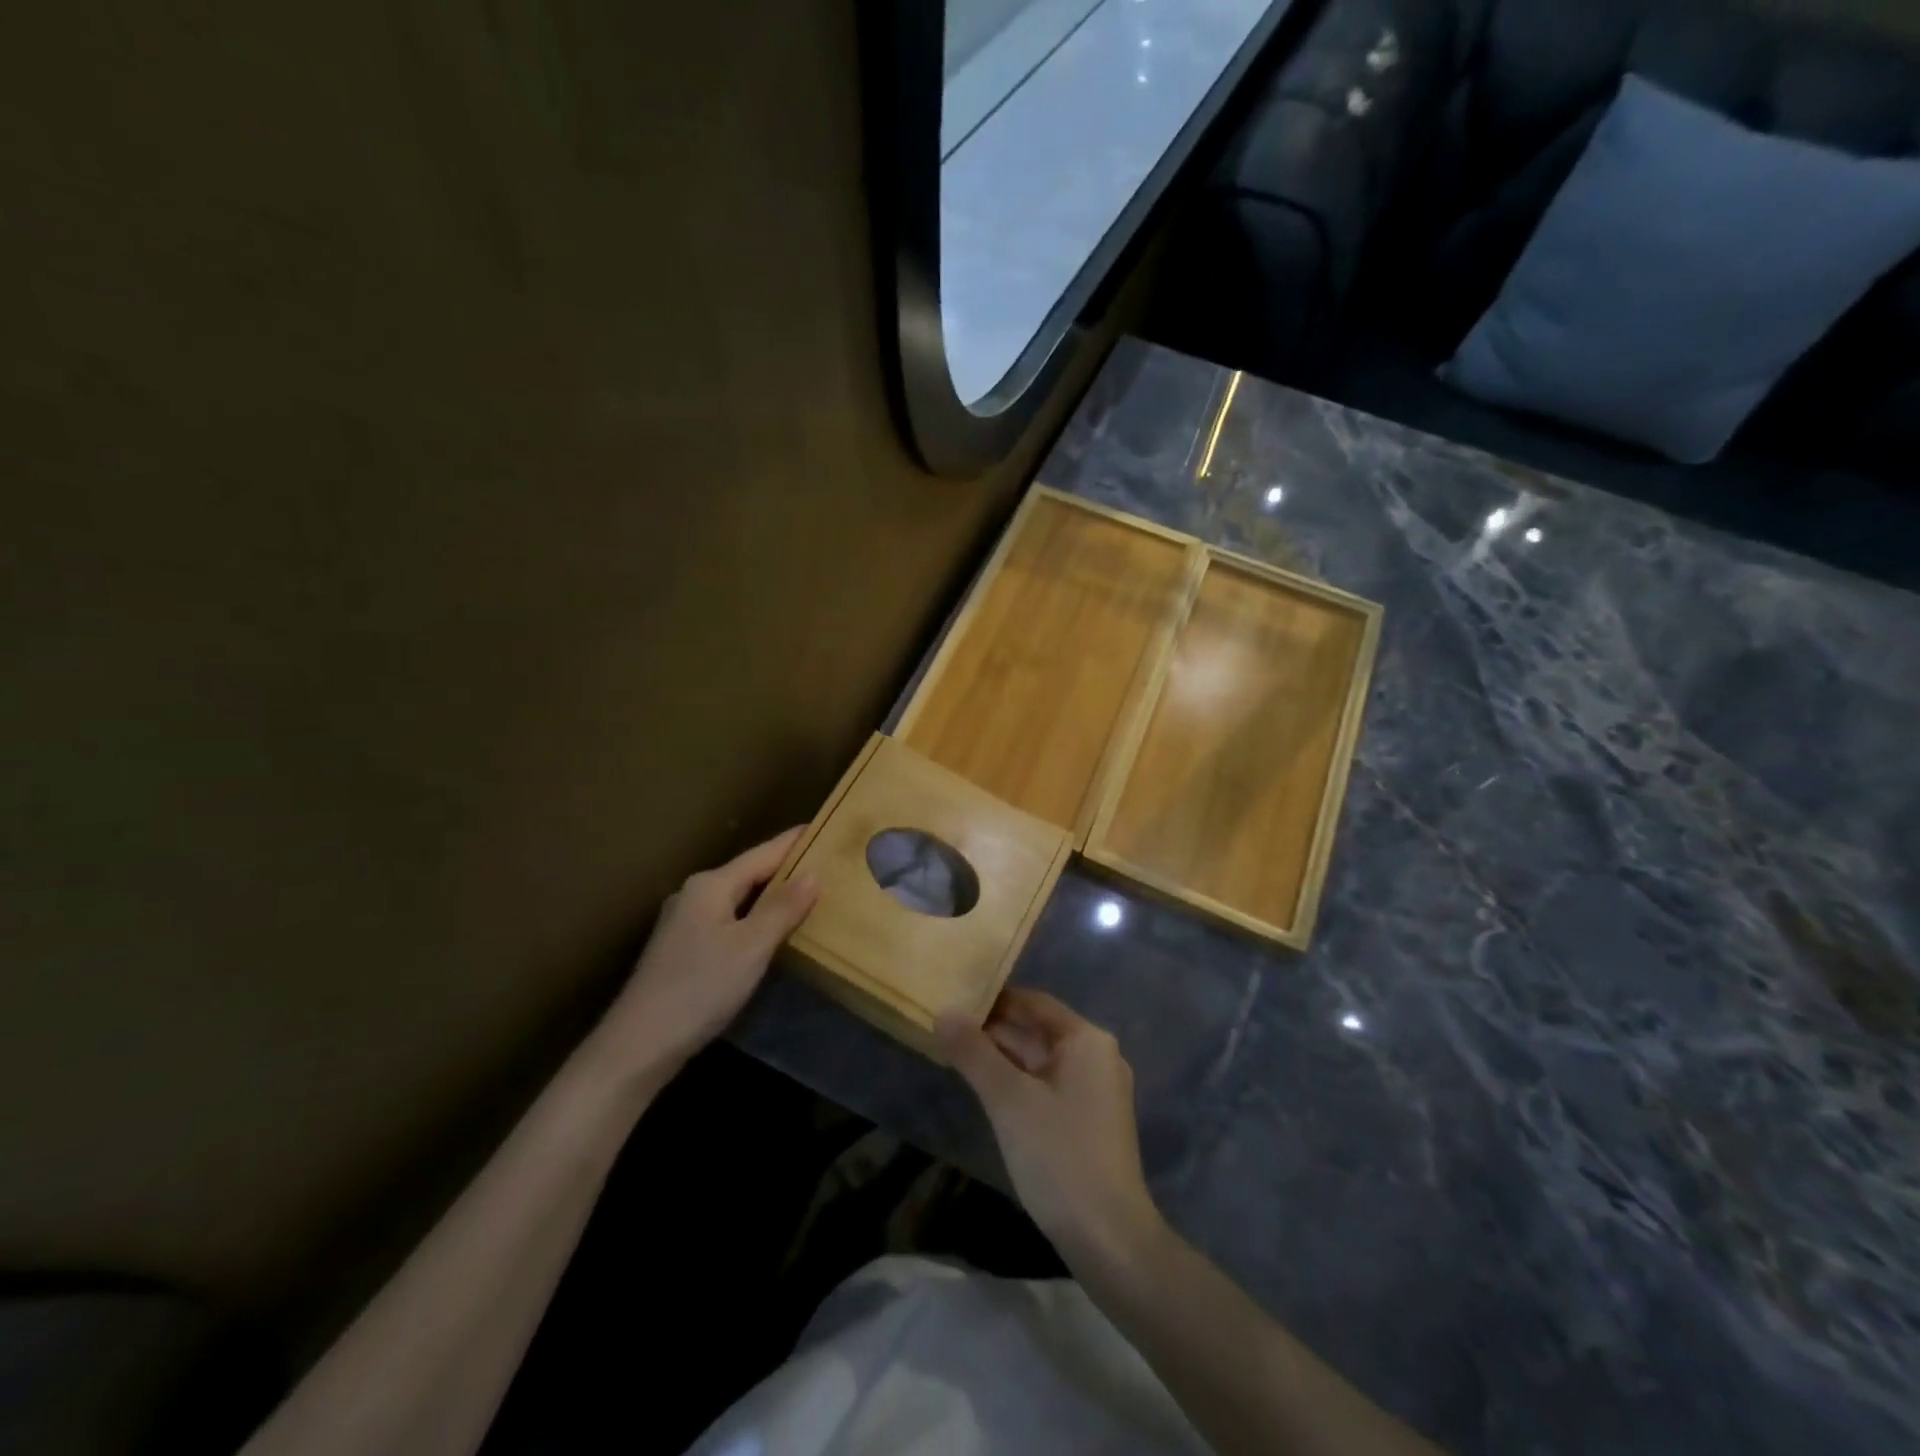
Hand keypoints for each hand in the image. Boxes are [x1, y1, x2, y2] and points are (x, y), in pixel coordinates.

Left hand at [593, 829, 818, 1081]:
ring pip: (737, 898)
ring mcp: (684, 922)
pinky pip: (728, 920)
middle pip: (749, 873)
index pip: (763, 853)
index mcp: (711, 884)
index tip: (826, 829)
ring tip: (806, 895)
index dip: (795, 842)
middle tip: (826, 864)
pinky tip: (769, 931)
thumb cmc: (700, 987)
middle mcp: (695, 894)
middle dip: (785, 868)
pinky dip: (753, 917)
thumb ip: (783, 908)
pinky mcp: (682, 950)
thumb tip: (814, 873)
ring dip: (770, 895)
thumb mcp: (752, 946)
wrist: (639, 1044)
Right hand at [938, 989, 1166, 1275]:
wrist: (1109, 1240)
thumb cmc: (1059, 1157)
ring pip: (1040, 1059)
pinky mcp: (1090, 1120)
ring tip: (955, 1051)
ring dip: (1002, 1056)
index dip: (993, 998)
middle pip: (1037, 1029)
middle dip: (994, 1028)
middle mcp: (1097, 1056)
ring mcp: (1096, 1090)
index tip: (952, 998)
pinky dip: (1018, 1081)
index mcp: (1087, 1040)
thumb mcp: (1009, 1100)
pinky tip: (986, 1088)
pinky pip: (1047, 1084)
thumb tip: (944, 1011)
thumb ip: (974, 1052)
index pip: (1033, 1002)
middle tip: (945, 1025)